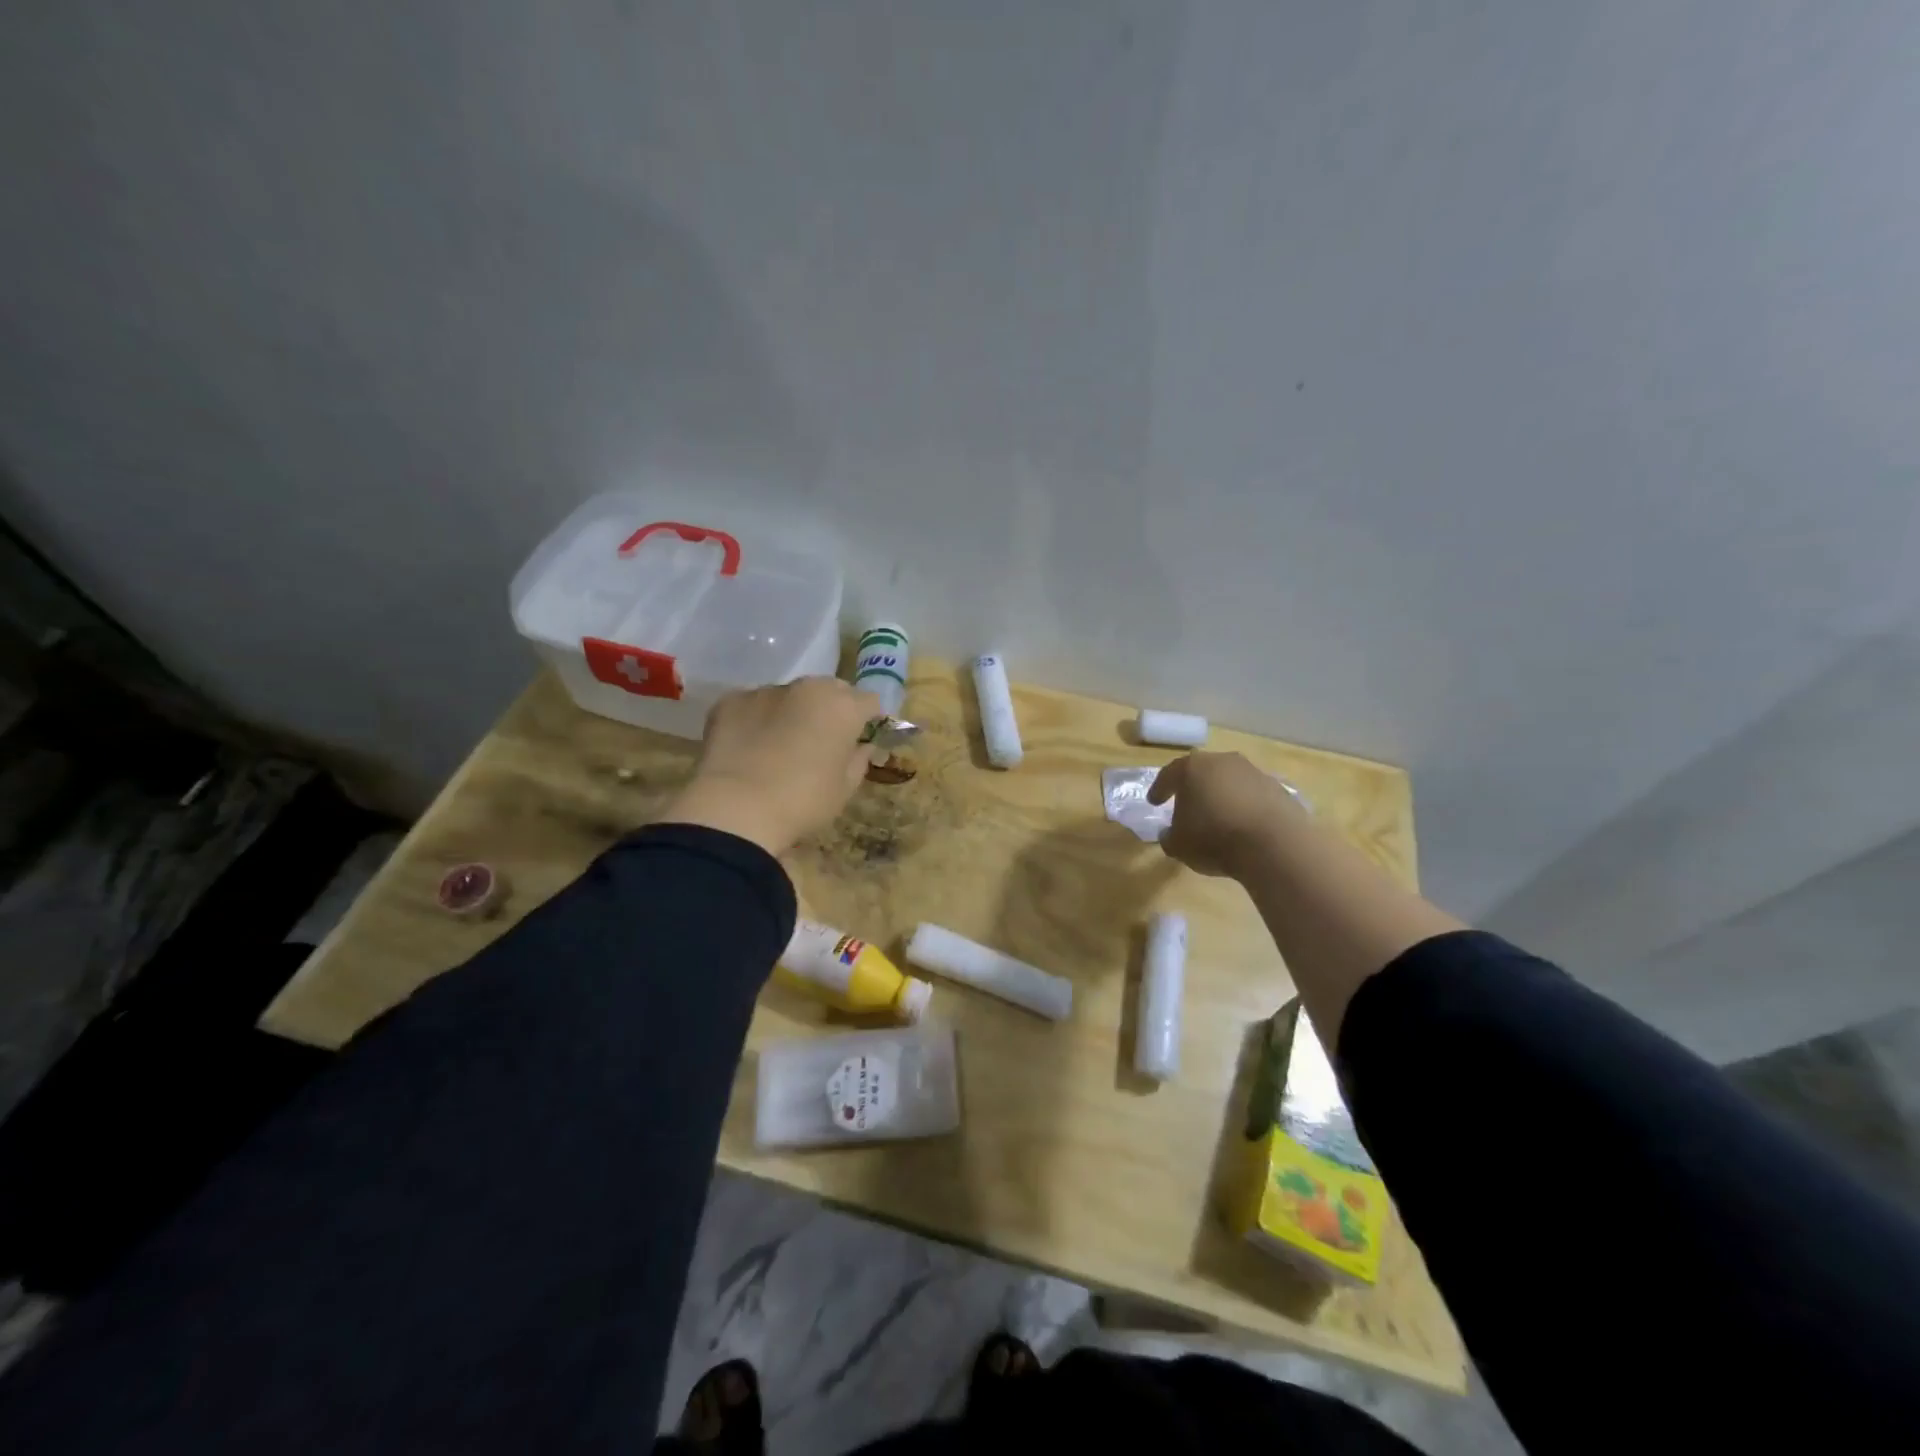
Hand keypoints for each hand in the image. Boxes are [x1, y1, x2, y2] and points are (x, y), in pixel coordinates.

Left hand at [658, 678, 881, 854]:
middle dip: (831, 709)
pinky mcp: (731, 701)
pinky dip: (755, 720)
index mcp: (843, 707)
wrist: (736, 809)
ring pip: (789, 696)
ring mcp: (766, 691)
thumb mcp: (844, 790)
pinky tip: (748, 749)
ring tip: (779, 746)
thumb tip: (862, 747)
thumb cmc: (803, 802)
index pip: (868, 701)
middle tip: (822, 740)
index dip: (867, 719)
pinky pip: (752, 706)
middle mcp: (807, 688)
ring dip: (791, 713)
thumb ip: (858, 761)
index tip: (860, 738)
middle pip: (829, 690)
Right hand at [1147, 751, 1304, 877]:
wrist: (1275, 845)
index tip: (1154, 801)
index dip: (1160, 789)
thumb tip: (1170, 833)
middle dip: (1194, 788)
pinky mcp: (1279, 788)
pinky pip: (1253, 796)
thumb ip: (1169, 836)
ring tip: (1219, 818)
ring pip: (1230, 781)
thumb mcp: (1178, 845)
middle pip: (1202, 772)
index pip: (1169, 775)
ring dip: (1222, 795)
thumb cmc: (1215, 839)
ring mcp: (1254, 772)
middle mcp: (1223, 762)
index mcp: (1192, 768)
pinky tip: (1244, 826)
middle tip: (1187, 805)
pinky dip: (1245, 806)